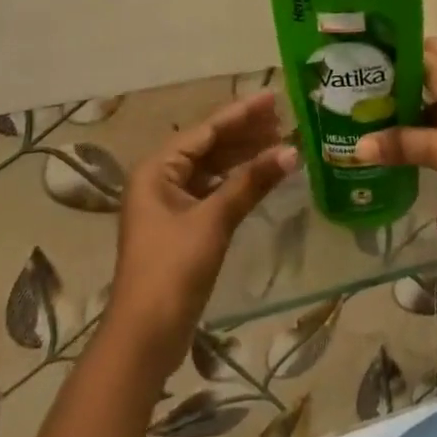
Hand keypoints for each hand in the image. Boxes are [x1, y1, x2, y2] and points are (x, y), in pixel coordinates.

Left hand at [106, 91, 297, 378]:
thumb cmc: (172, 271)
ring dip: (244, 156)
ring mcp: (169, 203)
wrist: (144, 339)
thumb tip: (293, 150)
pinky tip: (261, 175)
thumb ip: (252, 181)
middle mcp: (159, 179)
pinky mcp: (181, 225)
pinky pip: (213, 189)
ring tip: (280, 142)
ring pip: (212, 167)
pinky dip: (237, 180)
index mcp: (157, 169)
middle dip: (245, 133)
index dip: (242, 113)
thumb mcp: (214, 221)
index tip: (273, 97)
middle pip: (209, 145)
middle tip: (284, 119)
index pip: (206, 130)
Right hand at [353, 38, 436, 211]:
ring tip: (376, 109)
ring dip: (412, 93)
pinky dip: (429, 111)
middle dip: (397, 72)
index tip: (354, 62)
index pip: (412, 47)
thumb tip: (356, 148)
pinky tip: (410, 132)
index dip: (385, 52)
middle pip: (425, 61)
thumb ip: (402, 145)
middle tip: (362, 89)